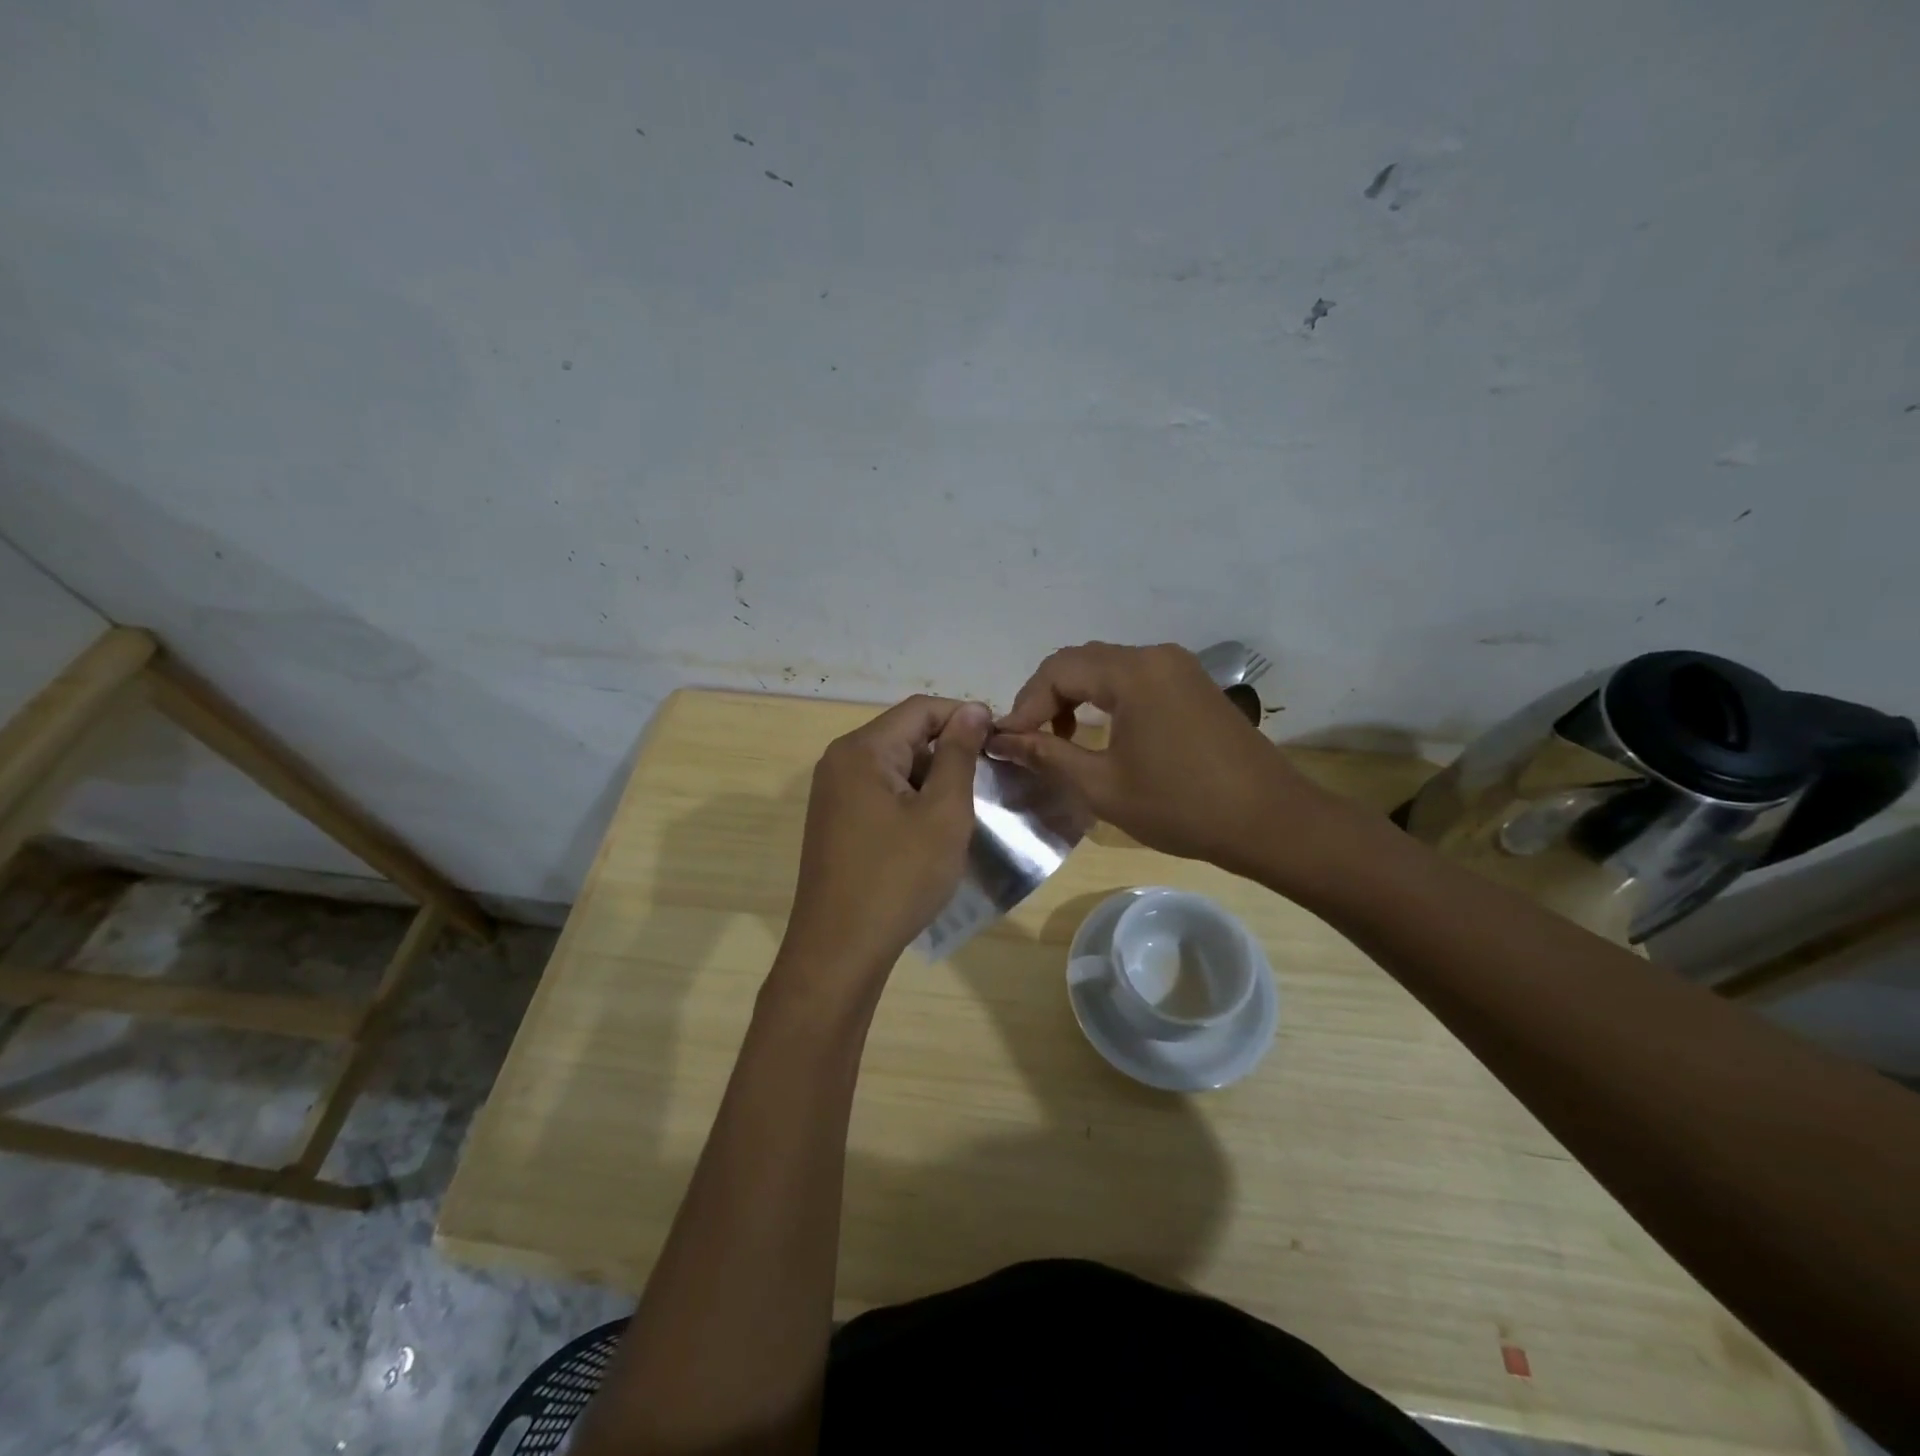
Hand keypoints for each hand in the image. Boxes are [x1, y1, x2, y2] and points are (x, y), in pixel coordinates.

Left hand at [779, 695, 990, 988]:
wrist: (840, 950)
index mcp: (862, 750)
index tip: (1001, 742)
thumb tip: (972, 709)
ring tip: (964, 808)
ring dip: (931, 778)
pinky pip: (879, 791)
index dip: (964, 716)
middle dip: (948, 750)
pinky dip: (910, 799)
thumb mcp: (943, 813)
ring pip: (894, 765)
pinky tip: (932, 829)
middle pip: (904, 734)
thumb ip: (958, 755)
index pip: (920, 709)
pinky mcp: (835, 821)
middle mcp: (840, 761)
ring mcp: (832, 793)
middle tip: (988, 781)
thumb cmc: (899, 878)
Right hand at [987, 642, 1336, 878]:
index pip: (1058, 671)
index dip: (1025, 705)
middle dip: (1046, 698)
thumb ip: (1048, 755)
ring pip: (1107, 669)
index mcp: (1133, 673)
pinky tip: (1101, 733)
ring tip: (1059, 739)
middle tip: (1028, 741)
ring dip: (1075, 697)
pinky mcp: (1193, 686)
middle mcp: (1156, 656)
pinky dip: (1105, 699)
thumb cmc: (1183, 806)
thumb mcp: (1103, 786)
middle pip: (1081, 662)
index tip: (1008, 743)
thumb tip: (1001, 740)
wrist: (1272, 822)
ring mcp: (1179, 668)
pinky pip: (1134, 679)